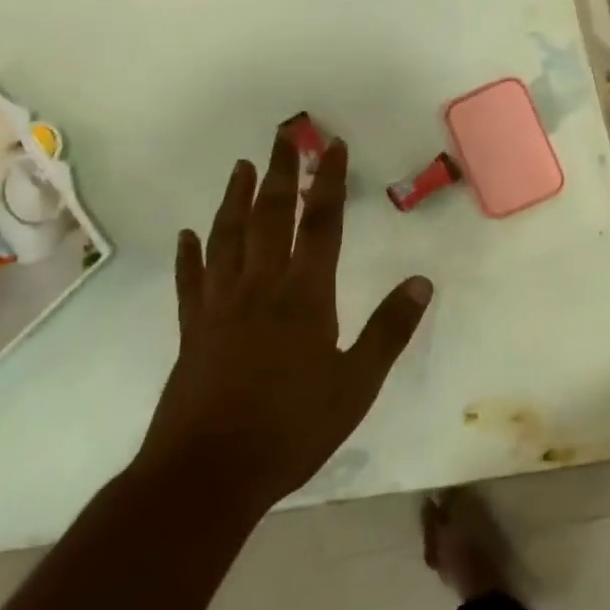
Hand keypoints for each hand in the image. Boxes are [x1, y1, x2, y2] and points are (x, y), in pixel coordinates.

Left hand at [140, 128, 433, 508]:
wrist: (208, 474)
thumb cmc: (291, 429)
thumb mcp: (356, 385)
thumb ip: (389, 330)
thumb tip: (421, 282)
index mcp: (304, 296)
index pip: (321, 224)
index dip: (328, 181)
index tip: (332, 145)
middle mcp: (260, 287)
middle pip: (269, 216)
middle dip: (280, 171)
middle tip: (284, 134)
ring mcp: (220, 306)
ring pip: (227, 238)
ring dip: (234, 198)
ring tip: (241, 166)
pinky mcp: (193, 331)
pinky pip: (191, 281)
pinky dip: (190, 254)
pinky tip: (188, 235)